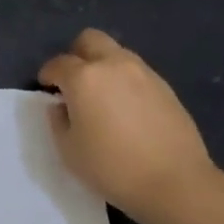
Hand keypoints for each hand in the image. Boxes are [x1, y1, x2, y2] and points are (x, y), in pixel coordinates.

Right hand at [38, 28, 216, 223]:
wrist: (176, 184)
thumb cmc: (113, 168)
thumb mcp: (69, 150)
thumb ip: (57, 121)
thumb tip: (61, 106)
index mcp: (84, 77)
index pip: (58, 64)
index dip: (48, 75)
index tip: (47, 88)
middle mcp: (113, 65)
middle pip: (90, 40)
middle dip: (77, 55)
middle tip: (75, 82)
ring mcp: (143, 73)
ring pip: (116, 53)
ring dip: (104, 66)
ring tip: (103, 96)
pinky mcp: (166, 88)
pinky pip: (137, 72)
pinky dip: (126, 81)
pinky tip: (128, 108)